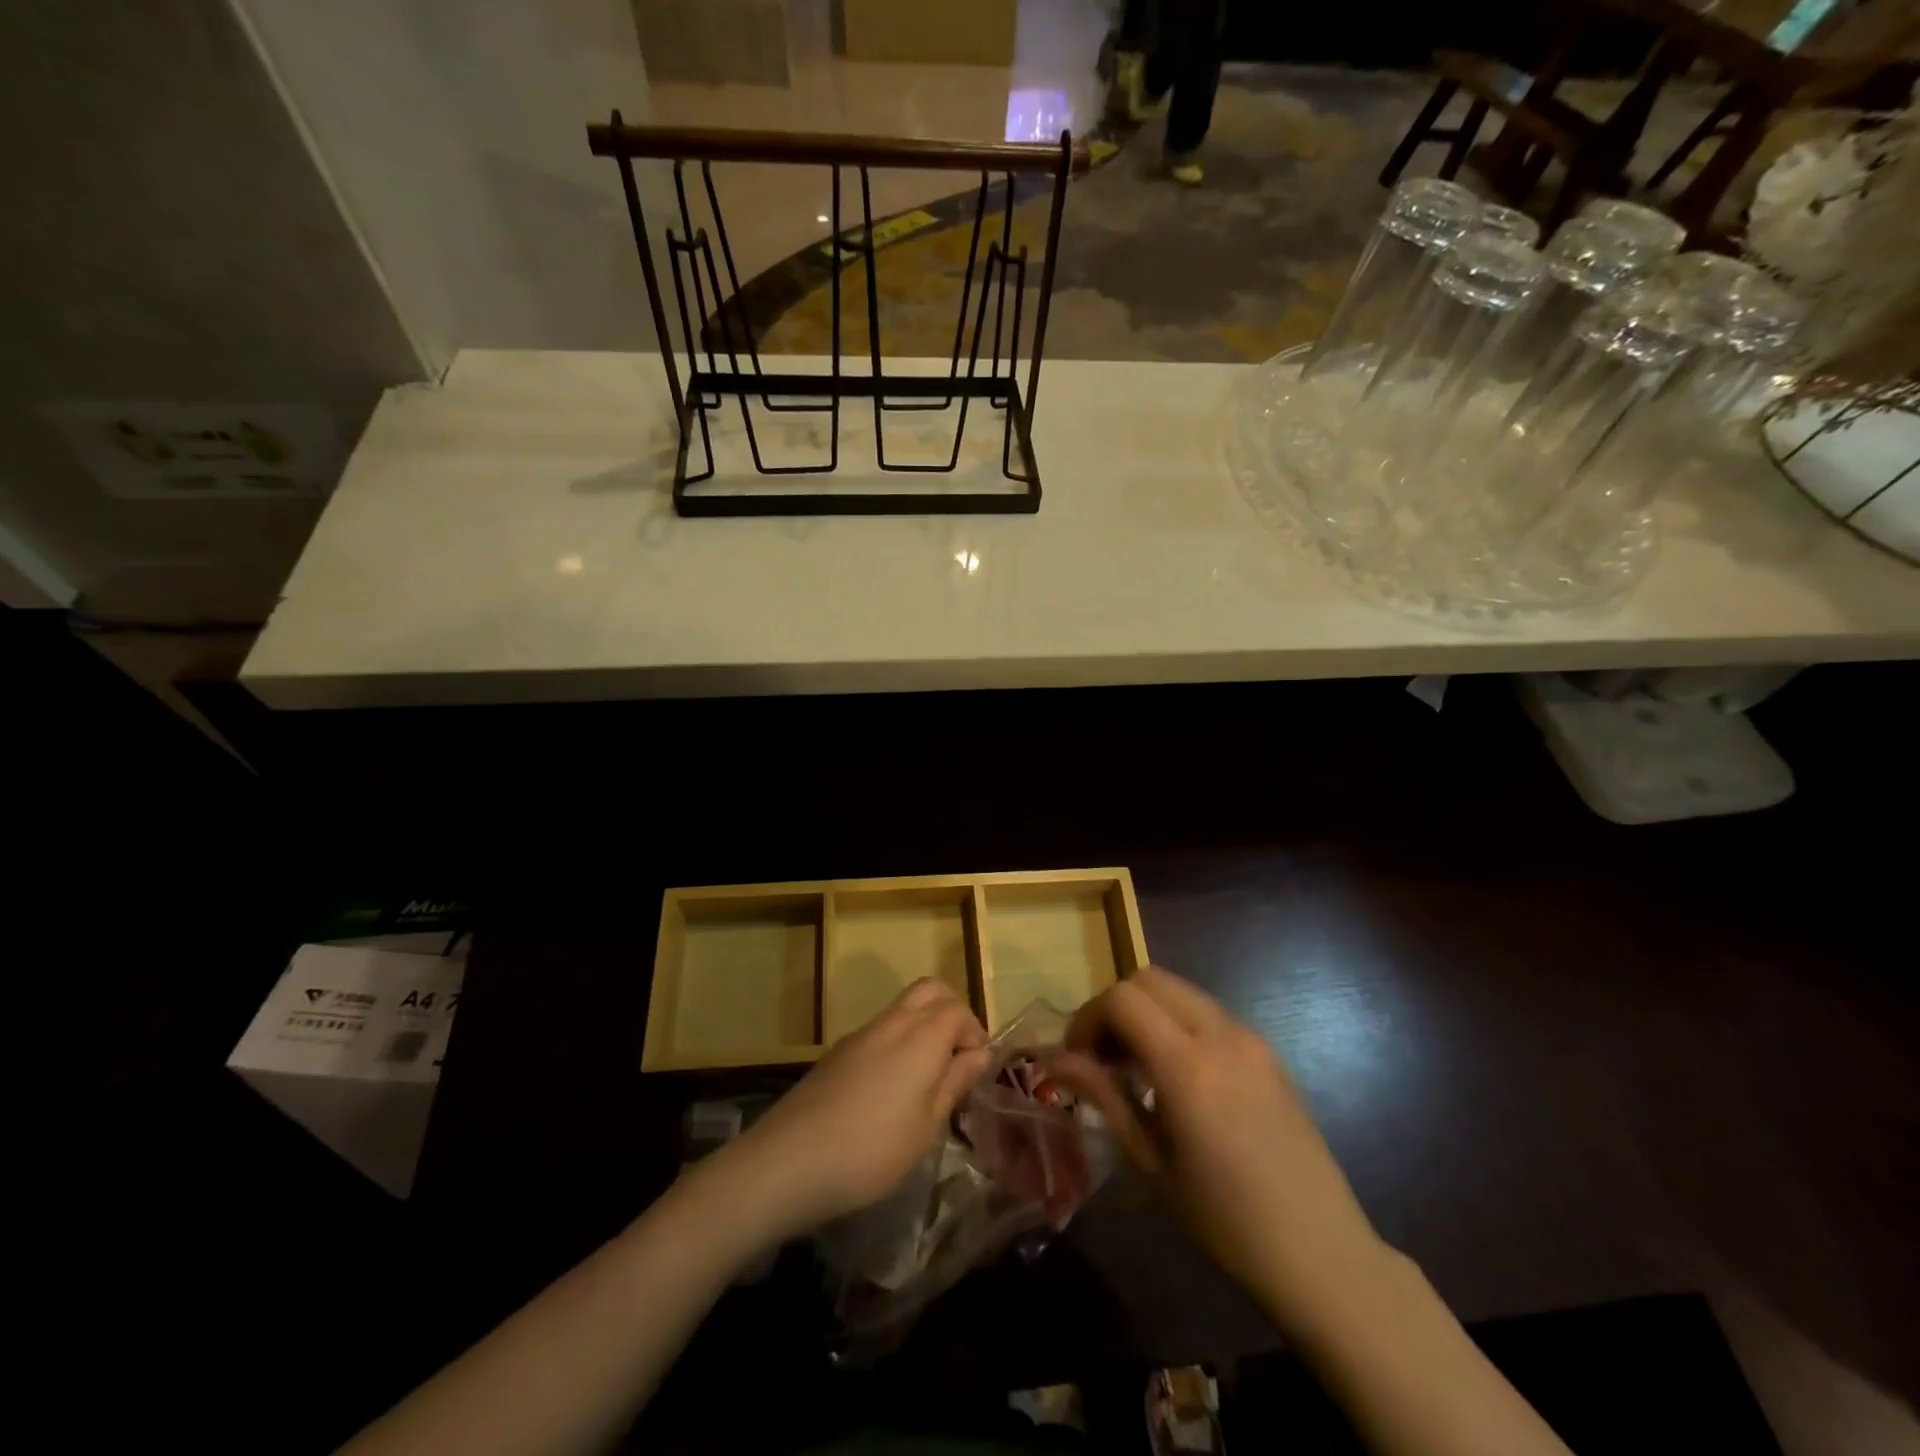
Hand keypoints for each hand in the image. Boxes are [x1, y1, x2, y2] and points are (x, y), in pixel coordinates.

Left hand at [725, 978, 990, 1239]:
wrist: (789, 1160)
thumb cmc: (872, 1150)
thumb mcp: (926, 1126)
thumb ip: (954, 1082)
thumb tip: (979, 1053)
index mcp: (921, 1036)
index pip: (958, 1011)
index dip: (974, 1034)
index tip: (975, 1071)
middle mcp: (893, 1022)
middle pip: (930, 991)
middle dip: (951, 1013)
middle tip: (955, 1059)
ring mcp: (861, 1033)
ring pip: (904, 1007)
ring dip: (924, 1026)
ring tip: (927, 1079)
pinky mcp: (839, 1051)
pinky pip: (881, 1029)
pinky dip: (898, 1041)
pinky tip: (890, 1089)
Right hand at [1051, 967, 1388, 1333]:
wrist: (1322, 1253)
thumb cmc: (1226, 1221)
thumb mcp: (1151, 1162)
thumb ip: (1104, 1096)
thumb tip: (1055, 1060)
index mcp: (1188, 1066)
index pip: (1122, 999)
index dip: (1088, 1018)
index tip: (1077, 1059)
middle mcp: (1221, 1035)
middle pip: (1148, 979)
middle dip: (1114, 1007)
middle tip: (1102, 1056)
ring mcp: (1250, 1037)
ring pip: (1179, 990)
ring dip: (1146, 1012)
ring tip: (1135, 1066)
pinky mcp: (1267, 1049)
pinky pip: (1207, 1012)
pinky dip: (1177, 1023)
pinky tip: (1176, 1076)